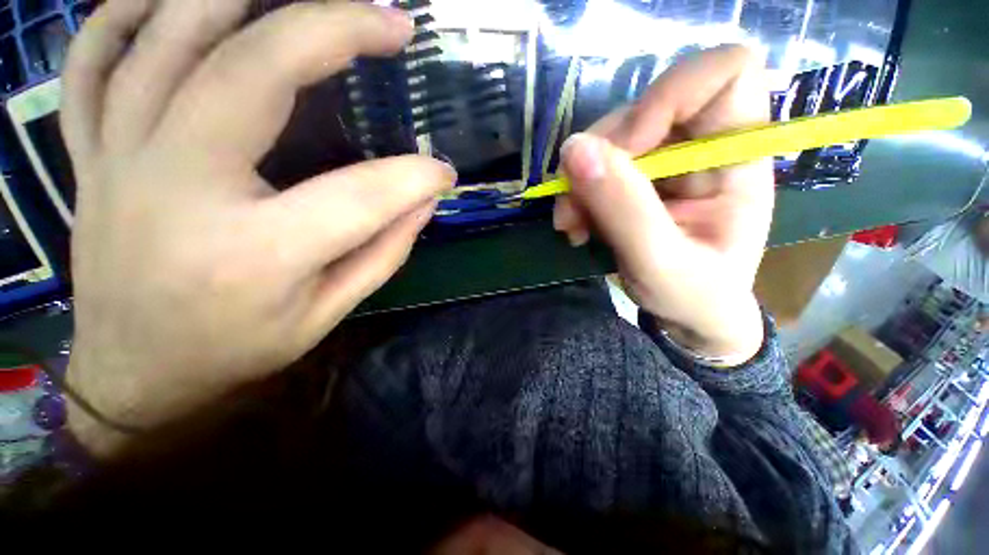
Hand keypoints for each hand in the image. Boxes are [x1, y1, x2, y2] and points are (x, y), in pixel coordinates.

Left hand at [62, 0, 454, 453]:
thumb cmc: (236, 352)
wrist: (135, 377)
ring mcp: (119, 163)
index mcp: (255, 254)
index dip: (415, 179)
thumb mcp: (327, 316)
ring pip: (165, 40)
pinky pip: (91, 63)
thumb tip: (423, 202)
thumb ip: (383, 254)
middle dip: (334, 29)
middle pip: (252, 72)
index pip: (360, 197)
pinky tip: (174, 0)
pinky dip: (126, 13)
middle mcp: (178, 191)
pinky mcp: (91, 158)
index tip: (445, 173)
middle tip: (392, 22)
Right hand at [554, 46, 773, 361]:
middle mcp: (702, 145)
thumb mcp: (659, 263)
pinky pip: (594, 165)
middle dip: (599, 157)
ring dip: (579, 182)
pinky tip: (575, 226)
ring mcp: (665, 160)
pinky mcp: (636, 177)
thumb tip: (573, 150)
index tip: (626, 151)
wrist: (688, 313)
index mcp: (738, 157)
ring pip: (609, 138)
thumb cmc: (693, 295)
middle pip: (645, 107)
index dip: (667, 97)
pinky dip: (576, 194)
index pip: (724, 73)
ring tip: (572, 226)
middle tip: (576, 209)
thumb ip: (622, 208)